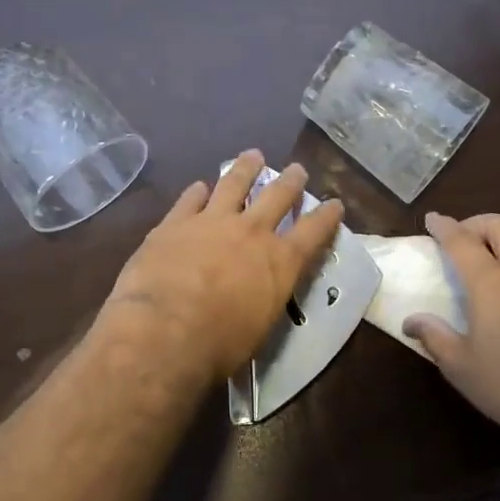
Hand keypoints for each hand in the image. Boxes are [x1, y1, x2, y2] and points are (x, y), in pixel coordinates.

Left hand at [104, 151, 343, 385]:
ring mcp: (211, 221)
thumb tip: (260, 291)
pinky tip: (199, 186)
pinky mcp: (175, 222)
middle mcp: (251, 232)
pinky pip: (190, 198)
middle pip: (277, 196)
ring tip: (253, 156)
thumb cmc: (220, 344)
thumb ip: (265, 297)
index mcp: (280, 261)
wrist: (164, 331)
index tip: (335, 203)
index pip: (314, 231)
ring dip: (246, 168)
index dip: (327, 216)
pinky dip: (198, 191)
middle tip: (297, 169)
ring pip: (234, 183)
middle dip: (290, 181)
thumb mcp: (261, 326)